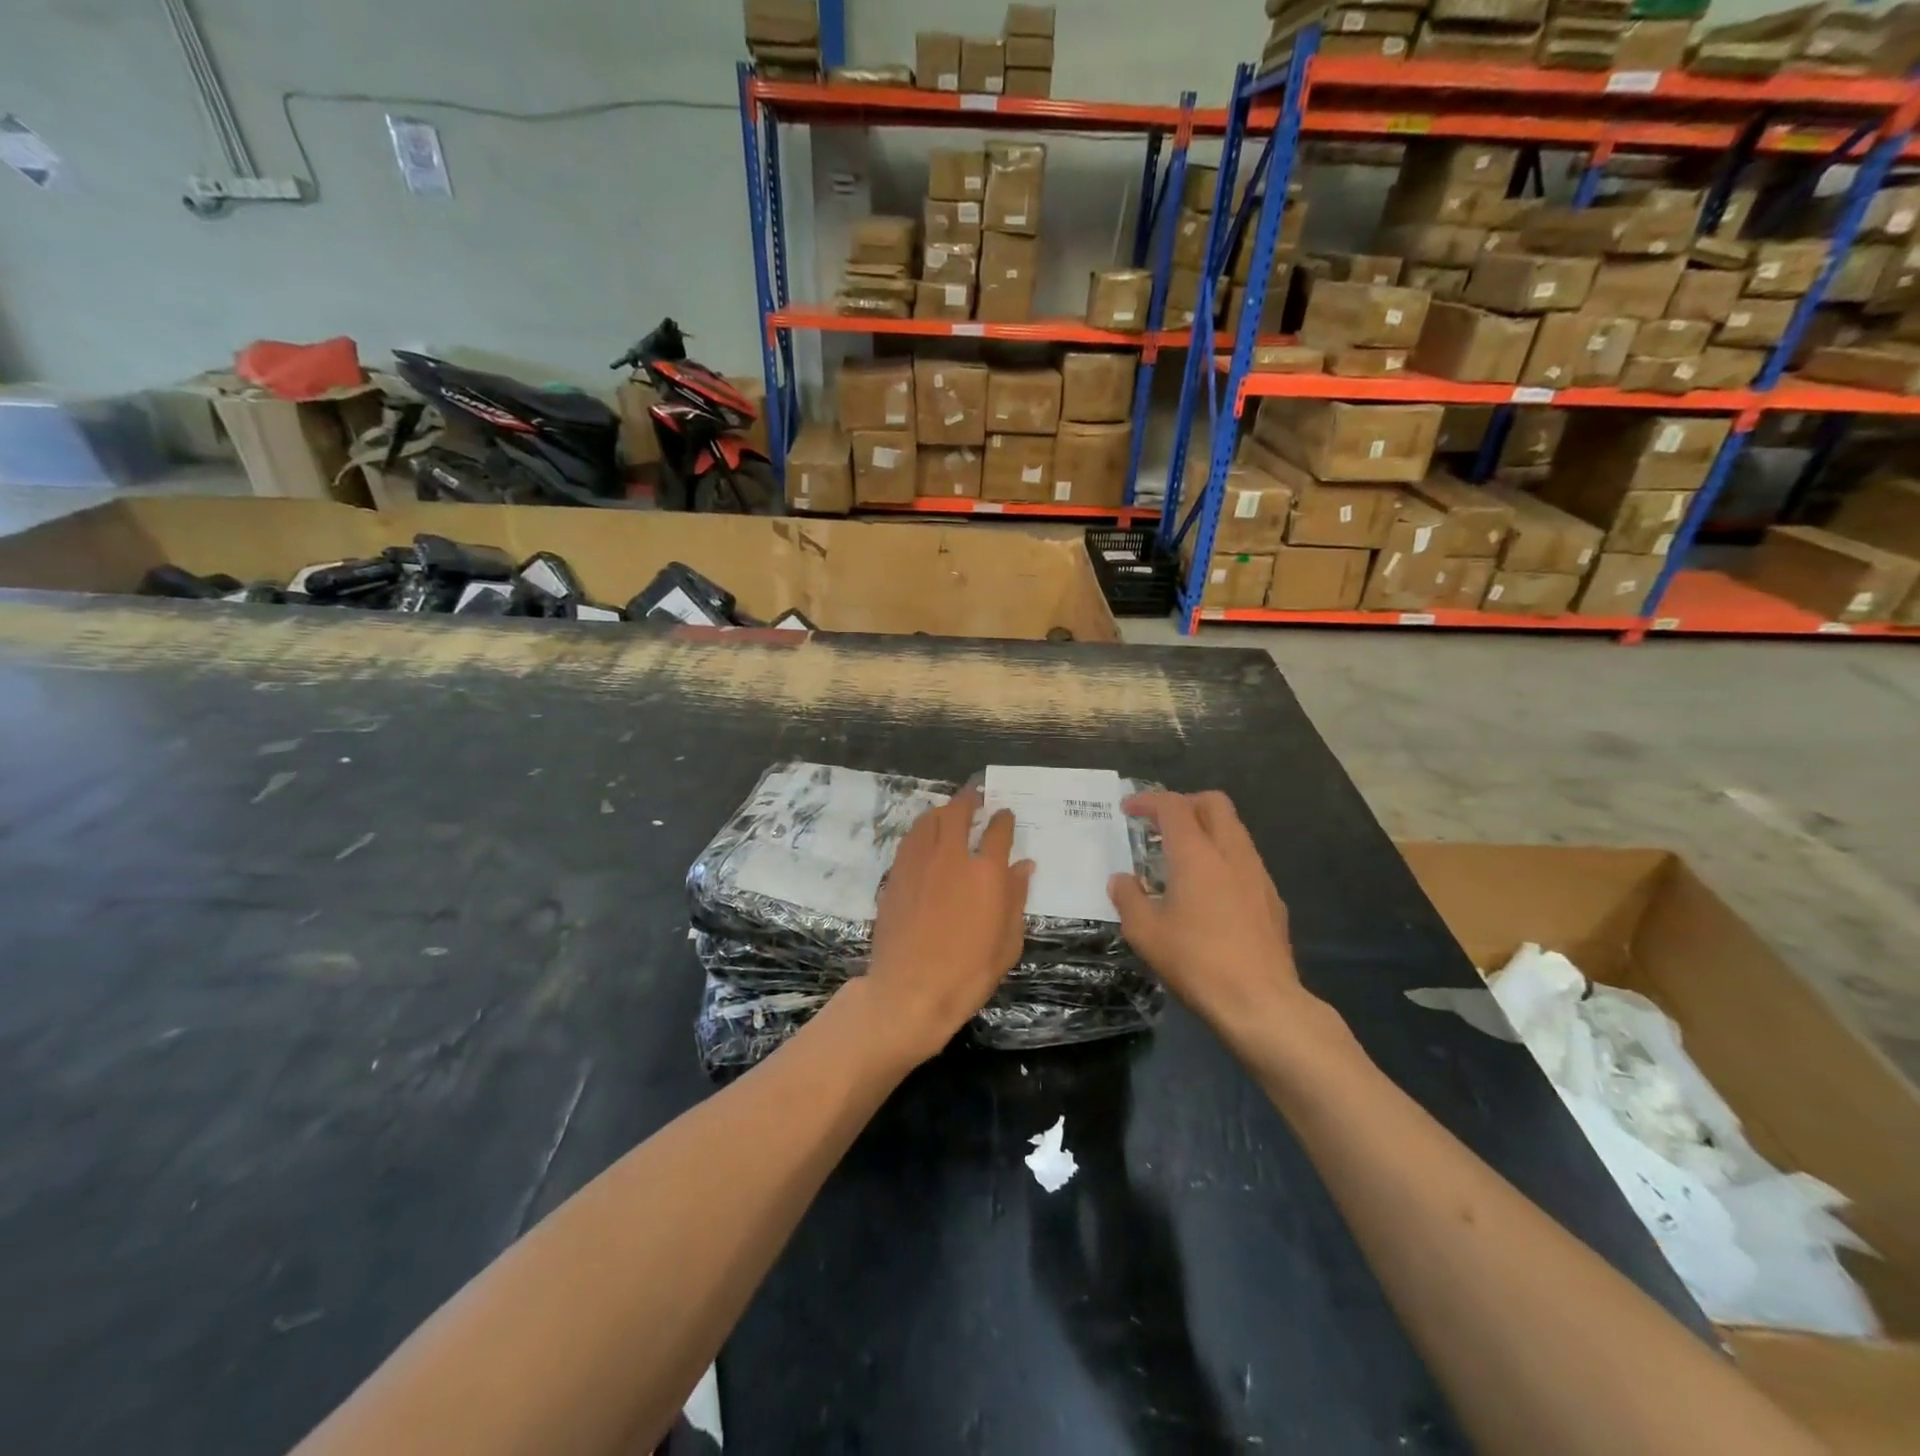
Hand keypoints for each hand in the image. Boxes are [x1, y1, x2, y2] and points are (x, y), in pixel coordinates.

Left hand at [862, 787, 1034, 1064]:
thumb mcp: (1007, 942)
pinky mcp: (895, 876)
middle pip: (958, 812)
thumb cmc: (968, 973)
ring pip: (928, 820)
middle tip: (975, 796)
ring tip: (949, 810)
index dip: (1003, 819)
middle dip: (969, 800)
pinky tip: (924, 837)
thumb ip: (1016, 897)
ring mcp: (918, 864)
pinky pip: (909, 840)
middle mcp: (951, 857)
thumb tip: (1023, 866)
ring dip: (942, 810)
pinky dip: (921, 830)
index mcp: (985, 873)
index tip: (1005, 815)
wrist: (909, 991)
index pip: (998, 831)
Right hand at [1109, 791, 1305, 1036]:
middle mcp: (1231, 853)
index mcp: (1196, 854)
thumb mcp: (1145, 933)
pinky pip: (1245, 860)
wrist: (1261, 1002)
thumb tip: (1122, 880)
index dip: (1148, 800)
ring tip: (1182, 857)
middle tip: (1160, 824)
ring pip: (1234, 829)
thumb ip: (1128, 898)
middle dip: (1184, 803)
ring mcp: (1257, 874)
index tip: (1128, 809)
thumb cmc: (1196, 962)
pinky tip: (1209, 891)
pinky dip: (1223, 858)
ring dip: (1206, 829)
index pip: (1173, 806)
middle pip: (1213, 803)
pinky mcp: (1272, 898)